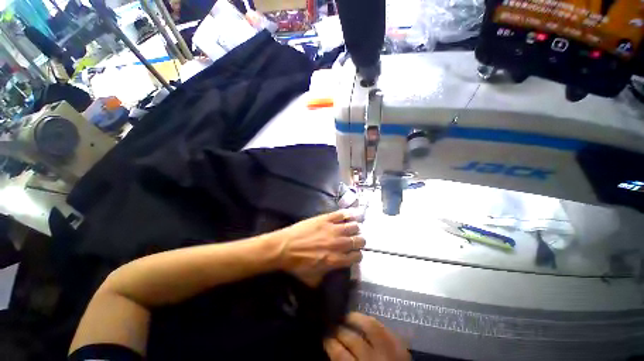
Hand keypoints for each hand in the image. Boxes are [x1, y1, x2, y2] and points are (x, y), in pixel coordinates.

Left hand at [273, 210, 364, 285]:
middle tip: (354, 240)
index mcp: (336, 260)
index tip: (354, 253)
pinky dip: (348, 214)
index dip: (357, 255)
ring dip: (355, 228)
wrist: (284, 247)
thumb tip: (333, 274)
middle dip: (359, 241)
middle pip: (359, 240)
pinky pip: (342, 214)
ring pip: (354, 226)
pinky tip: (349, 215)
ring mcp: (333, 229)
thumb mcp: (312, 279)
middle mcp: (338, 244)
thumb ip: (326, 277)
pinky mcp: (326, 218)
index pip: (357, 256)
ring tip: (351, 228)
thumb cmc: (297, 264)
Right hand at [325, 313, 409, 360]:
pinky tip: (364, 318)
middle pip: (352, 339)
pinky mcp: (399, 346)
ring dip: (355, 318)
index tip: (324, 337)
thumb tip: (334, 349)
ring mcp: (389, 351)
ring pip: (370, 326)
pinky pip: (383, 327)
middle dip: (339, 330)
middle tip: (331, 325)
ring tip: (345, 316)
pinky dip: (371, 321)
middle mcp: (373, 359)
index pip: (340, 355)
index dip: (330, 343)